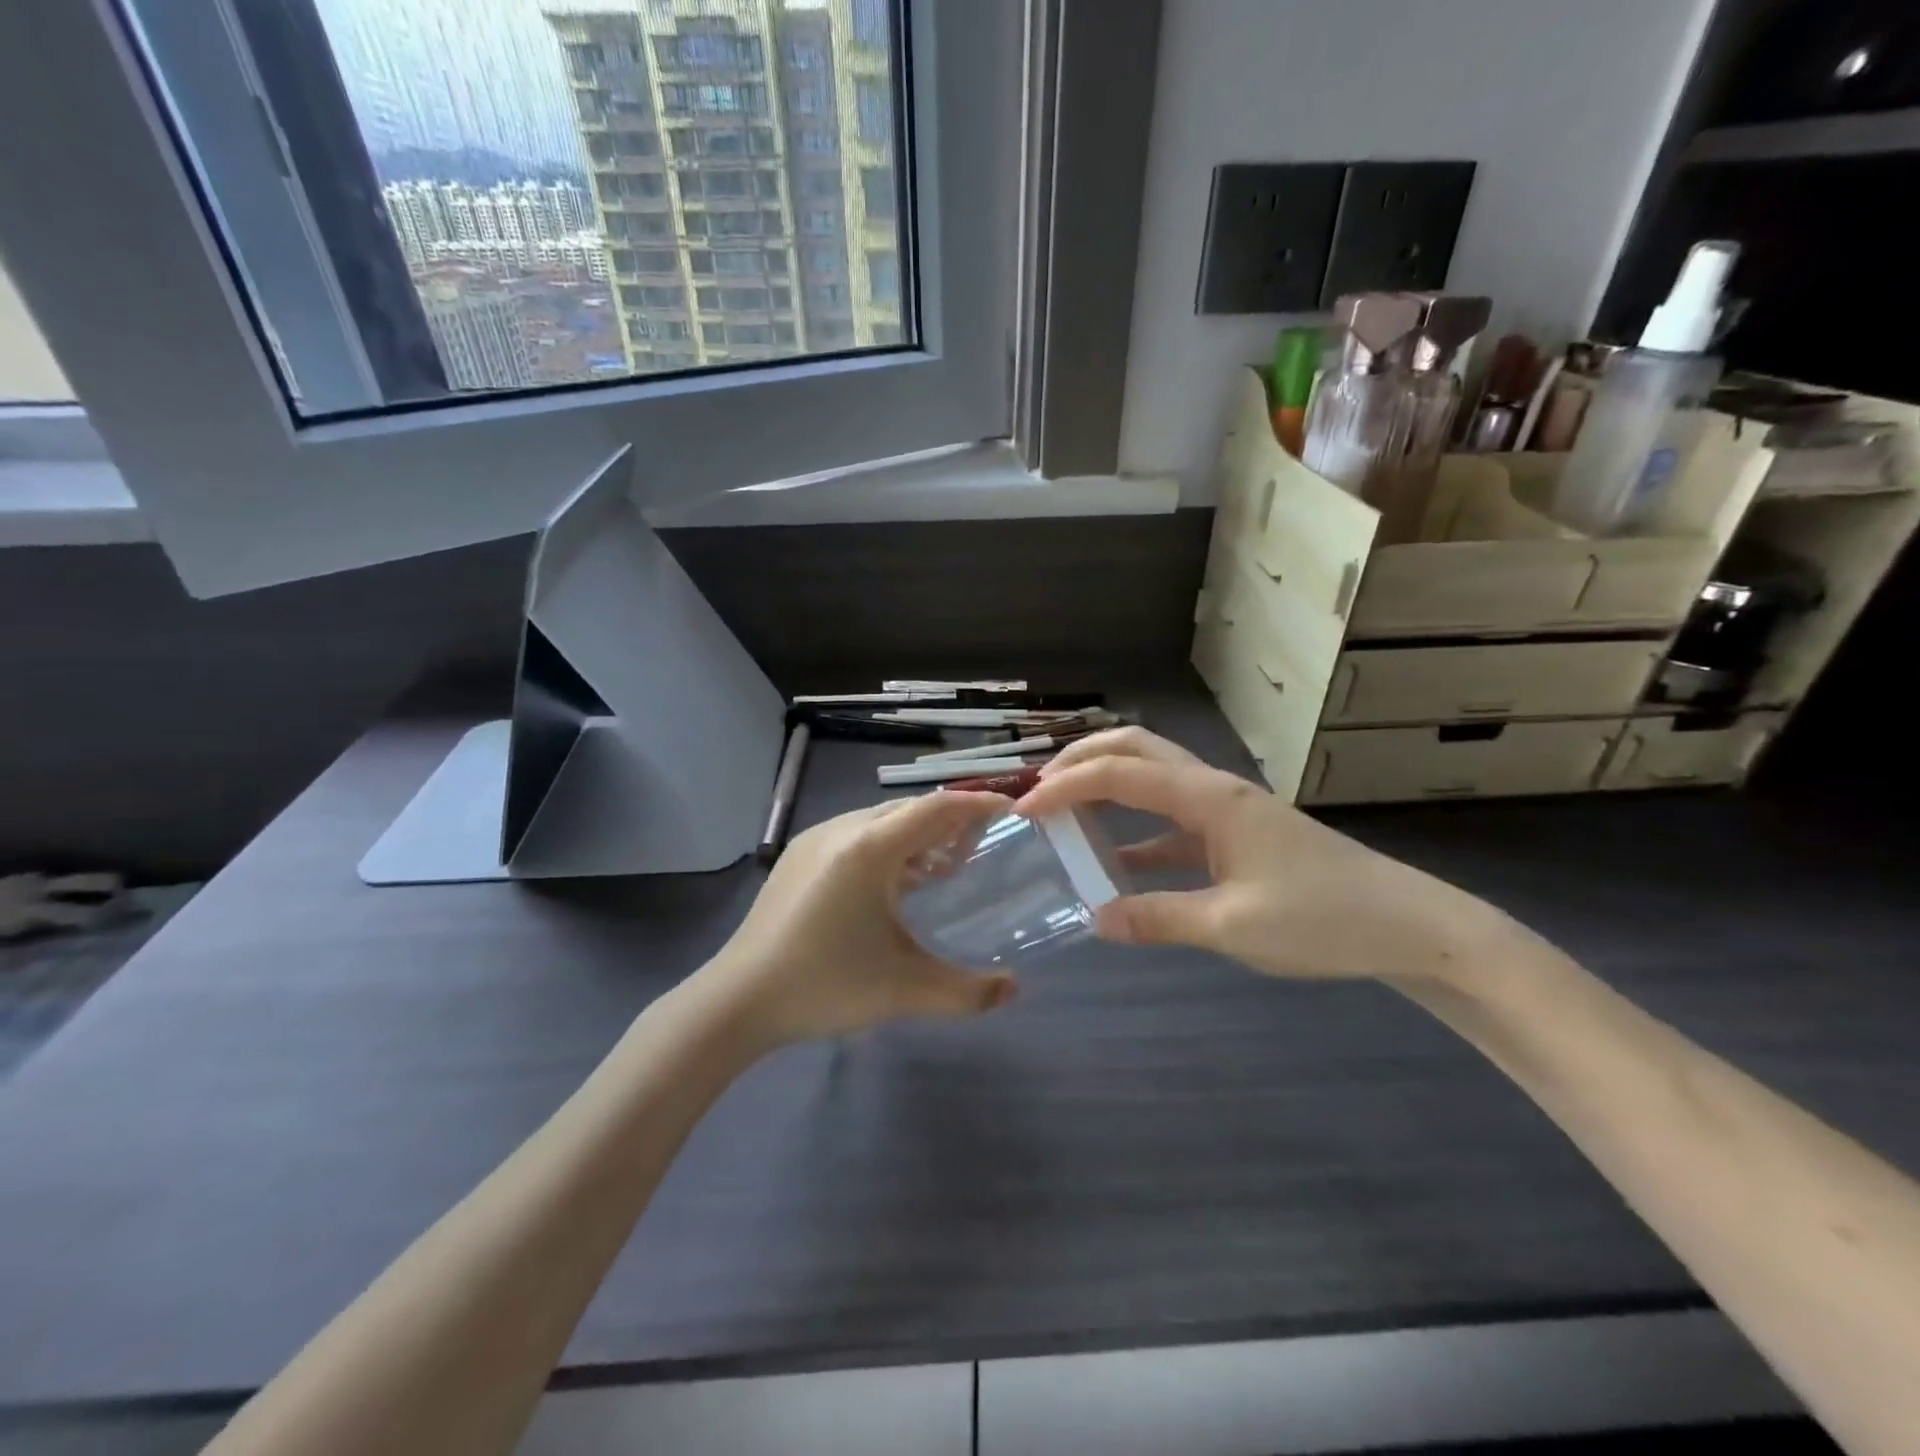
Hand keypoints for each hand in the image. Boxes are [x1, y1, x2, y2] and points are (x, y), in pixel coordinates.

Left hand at [695, 792, 1019, 1046]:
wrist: (737, 999)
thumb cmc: (825, 985)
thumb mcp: (904, 991)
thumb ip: (968, 992)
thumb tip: (1014, 989)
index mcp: (870, 847)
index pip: (936, 808)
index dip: (977, 806)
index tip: (1010, 814)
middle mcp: (842, 829)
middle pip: (909, 810)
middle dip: (949, 822)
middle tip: (982, 847)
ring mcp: (814, 840)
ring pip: (879, 821)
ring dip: (916, 835)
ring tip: (943, 869)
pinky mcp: (797, 857)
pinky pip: (855, 835)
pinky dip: (887, 847)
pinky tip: (894, 885)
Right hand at [1018, 728, 1504, 984]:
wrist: (1410, 926)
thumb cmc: (1323, 918)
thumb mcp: (1232, 927)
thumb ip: (1158, 919)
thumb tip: (1094, 919)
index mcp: (1208, 798)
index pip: (1119, 774)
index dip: (1066, 787)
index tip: (1023, 810)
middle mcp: (1213, 790)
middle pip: (1136, 749)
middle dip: (1082, 758)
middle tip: (1040, 788)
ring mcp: (1226, 810)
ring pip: (1153, 778)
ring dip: (1106, 785)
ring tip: (1064, 812)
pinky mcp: (1236, 835)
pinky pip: (1171, 821)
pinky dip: (1135, 831)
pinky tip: (1113, 863)